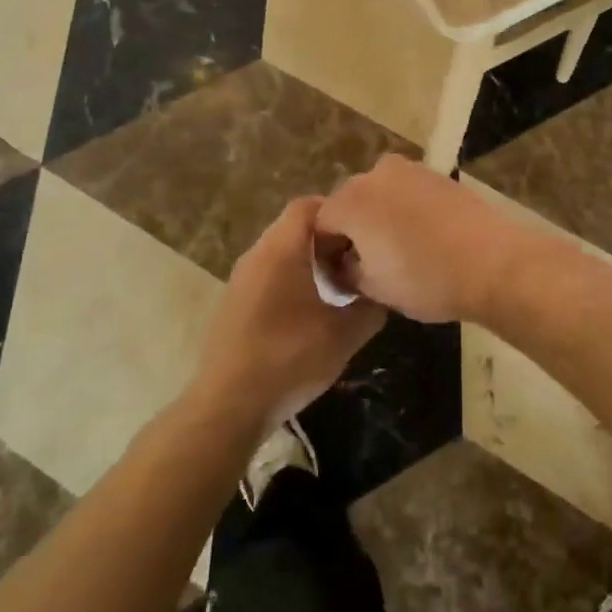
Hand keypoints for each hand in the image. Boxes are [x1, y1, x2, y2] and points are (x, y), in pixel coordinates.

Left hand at [189, 198, 385, 432]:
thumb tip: (384, 291)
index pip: (308, 205)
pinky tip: (308, 313)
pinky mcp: (233, 305)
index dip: (338, 210)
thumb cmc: (289, 359)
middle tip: (357, 260)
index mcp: (281, 250)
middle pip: (294, 227)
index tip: (365, 232)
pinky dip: (290, 281)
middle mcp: (256, 255)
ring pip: (280, 253)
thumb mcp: (344, 335)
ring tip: (338, 287)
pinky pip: (267, 276)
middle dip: (328, 238)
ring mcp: (240, 280)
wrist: (228, 406)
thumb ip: (370, 307)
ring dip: (309, 262)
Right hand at [314, 155, 545, 323]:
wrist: (493, 261)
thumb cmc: (426, 279)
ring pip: (380, 193)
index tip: (336, 275)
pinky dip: (406, 209)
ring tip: (396, 248)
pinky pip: (408, 191)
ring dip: (379, 216)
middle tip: (364, 262)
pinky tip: (422, 235)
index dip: (324, 251)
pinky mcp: (438, 174)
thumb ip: (348, 273)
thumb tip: (346, 265)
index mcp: (351, 202)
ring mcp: (410, 170)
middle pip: (349, 202)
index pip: (321, 224)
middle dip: (351, 229)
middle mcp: (375, 175)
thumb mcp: (375, 289)